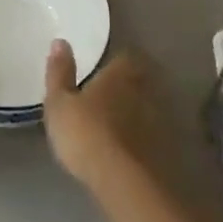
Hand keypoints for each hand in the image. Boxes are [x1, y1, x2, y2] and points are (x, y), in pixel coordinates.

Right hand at [43, 41, 170, 197]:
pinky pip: (152, 133)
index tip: (105, 67)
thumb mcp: (59, 103)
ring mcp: (157, 120)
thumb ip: (60, 72)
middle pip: (140, 80)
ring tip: (118, 121)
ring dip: (136, 111)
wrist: (122, 180)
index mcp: (119, 74)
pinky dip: (142, 136)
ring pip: (148, 106)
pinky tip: (129, 146)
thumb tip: (60, 41)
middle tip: (111, 92)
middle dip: (129, 84)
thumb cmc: (85, 133)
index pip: (125, 57)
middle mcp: (143, 91)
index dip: (116, 61)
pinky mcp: (163, 148)